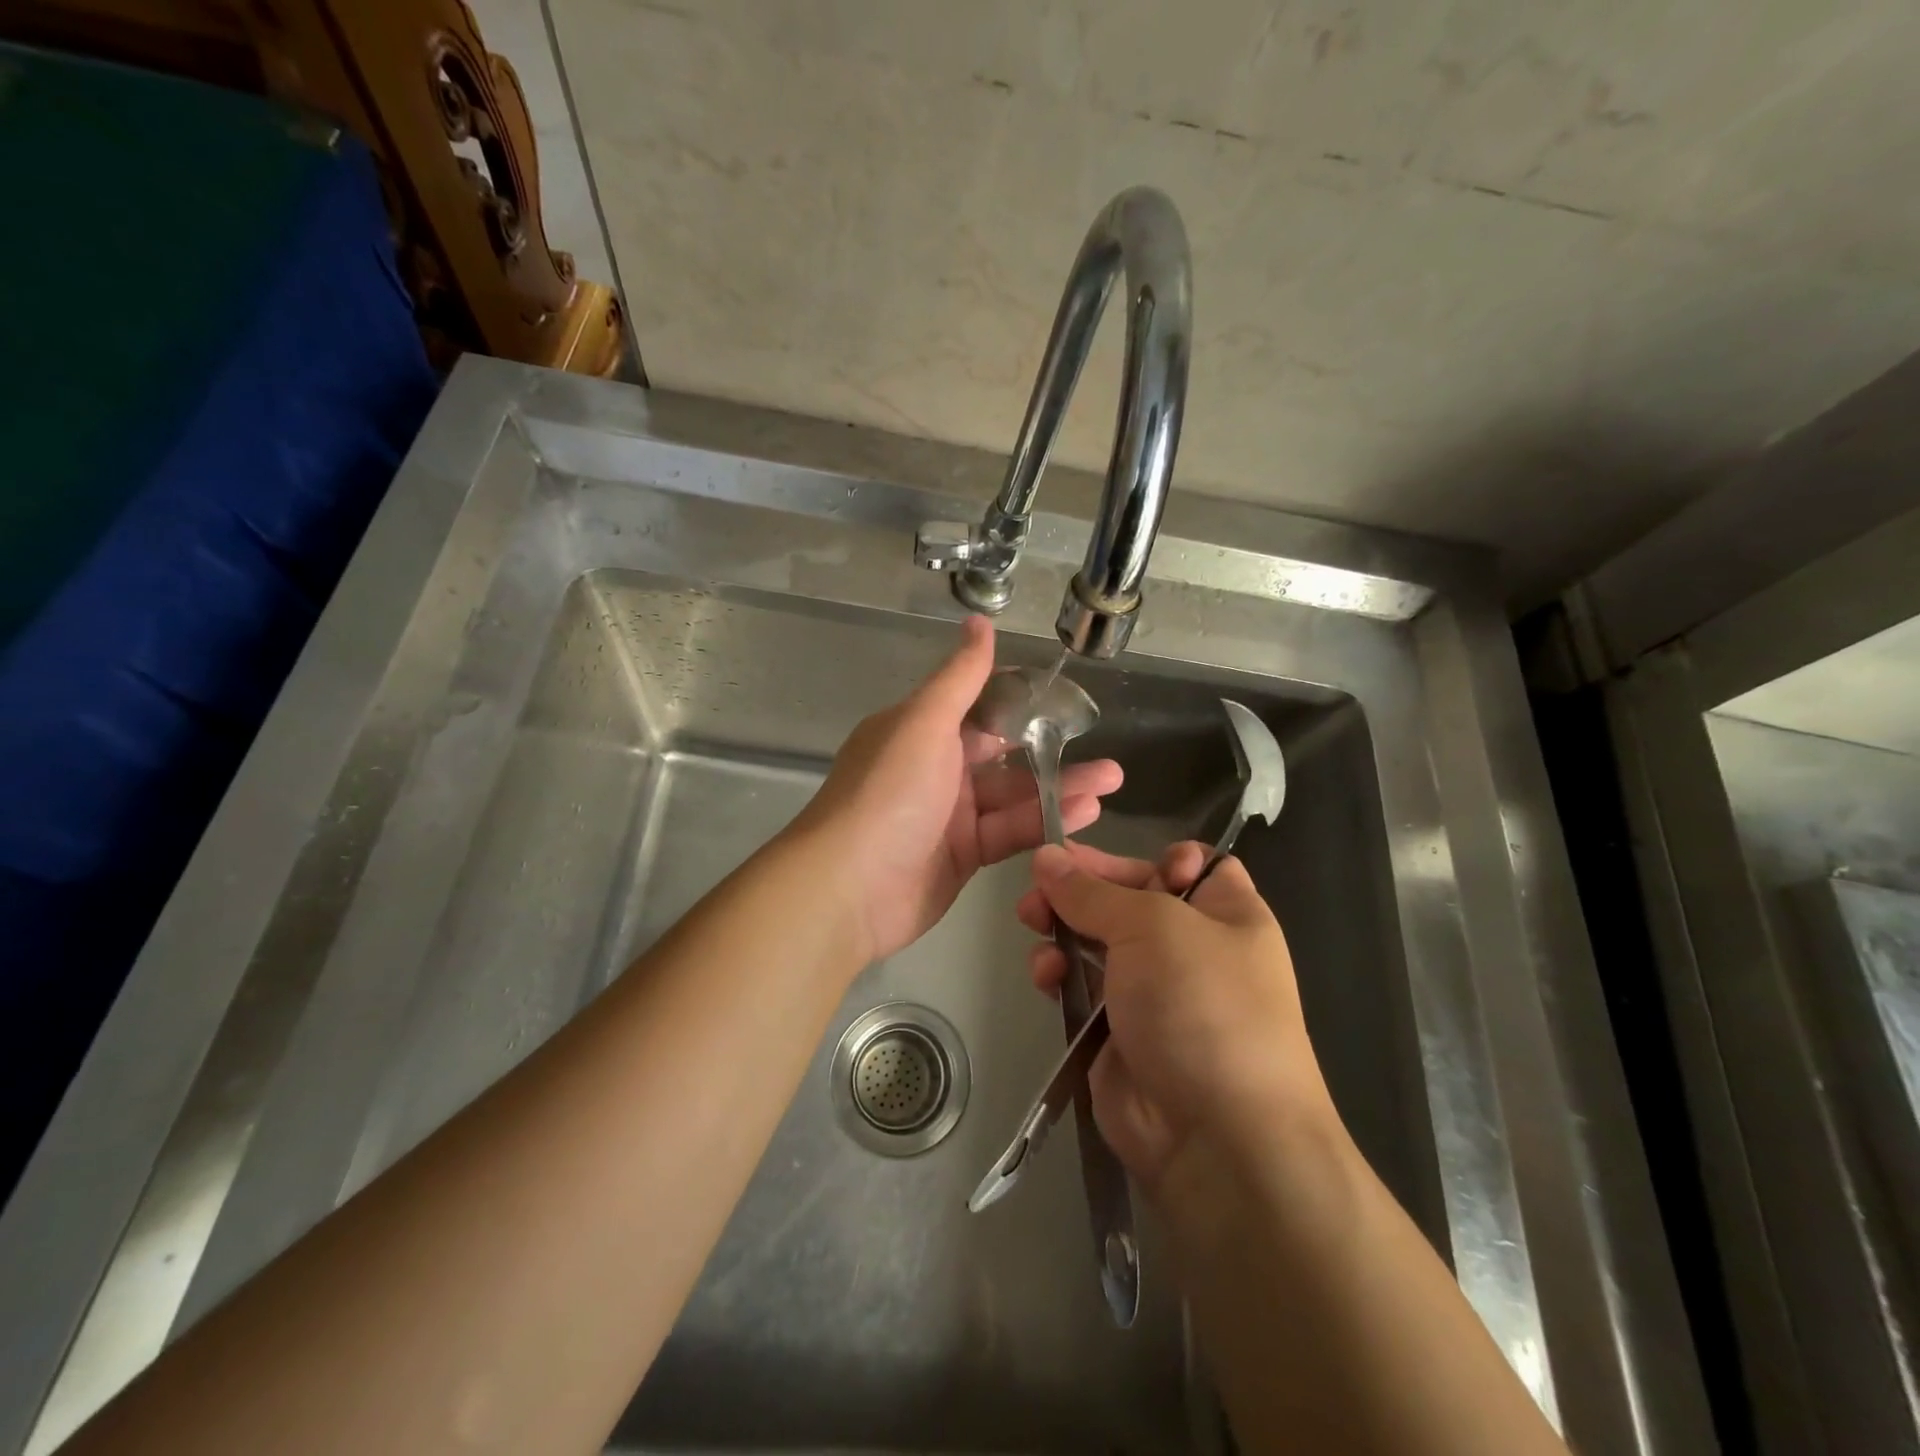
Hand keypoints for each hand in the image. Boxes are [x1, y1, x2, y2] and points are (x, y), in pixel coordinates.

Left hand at [797, 617, 1122, 962]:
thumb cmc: (887, 794)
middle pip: (1003, 753)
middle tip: (1104, 749)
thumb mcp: (924, 724)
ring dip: (1061, 788)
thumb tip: (980, 620)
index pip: (978, 706)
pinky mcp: (963, 855)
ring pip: (1013, 795)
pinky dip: (1045, 822)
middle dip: (1051, 749)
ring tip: (1112, 781)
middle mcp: (934, 768)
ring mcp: (949, 815)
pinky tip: (1086, 814)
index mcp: (920, 730)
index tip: (1066, 697)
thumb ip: (960, 678)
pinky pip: (1010, 832)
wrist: (847, 889)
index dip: (1021, 700)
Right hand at [1016, 842, 1334, 1191]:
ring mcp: (1153, 991)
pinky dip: (1058, 973)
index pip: (1189, 864)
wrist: (1216, 1137)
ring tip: (1031, 921)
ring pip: (1096, 939)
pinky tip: (1045, 976)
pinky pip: (1080, 985)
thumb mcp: (1152, 926)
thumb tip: (1046, 856)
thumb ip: (1092, 891)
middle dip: (1082, 888)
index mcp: (1225, 913)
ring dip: (1060, 926)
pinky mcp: (1117, 1029)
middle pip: (1129, 897)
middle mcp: (1192, 947)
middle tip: (1037, 884)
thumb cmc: (1201, 1004)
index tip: (1111, 862)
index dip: (1151, 857)